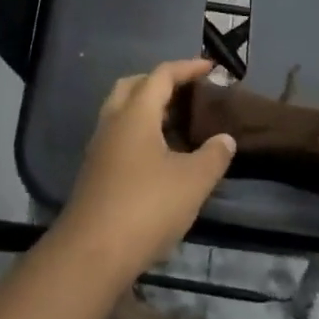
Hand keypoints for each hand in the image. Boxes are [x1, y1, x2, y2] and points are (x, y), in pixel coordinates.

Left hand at [56, 59, 236, 281]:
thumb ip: (213, 155)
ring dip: (149, 108)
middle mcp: (112, 121)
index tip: (210, 67)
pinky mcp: (95, 170)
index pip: (161, 75)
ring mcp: (100, 146)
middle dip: (161, 82)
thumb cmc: (147, 207)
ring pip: (123, 111)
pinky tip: (160, 154)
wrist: (92, 251)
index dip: (187, 68)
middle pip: (134, 86)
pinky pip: (119, 134)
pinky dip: (140, 131)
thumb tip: (225, 138)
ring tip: (179, 123)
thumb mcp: (193, 181)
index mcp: (135, 113)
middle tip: (189, 92)